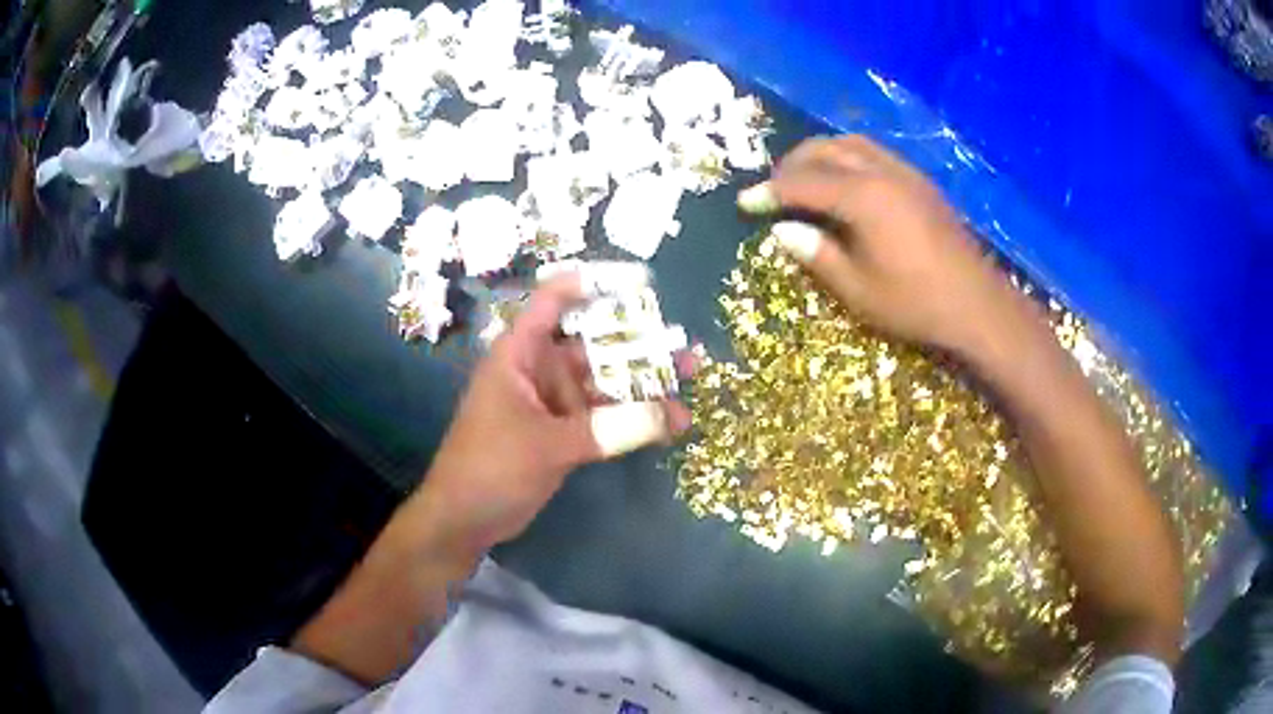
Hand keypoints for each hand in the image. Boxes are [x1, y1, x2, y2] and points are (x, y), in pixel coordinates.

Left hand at [417, 275, 691, 555]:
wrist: (465, 519)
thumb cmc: (490, 467)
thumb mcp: (548, 445)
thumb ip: (610, 429)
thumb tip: (672, 414)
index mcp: (520, 354)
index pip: (554, 302)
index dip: (593, 285)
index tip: (641, 284)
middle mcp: (538, 370)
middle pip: (593, 345)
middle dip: (639, 344)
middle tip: (686, 347)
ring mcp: (552, 404)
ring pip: (604, 384)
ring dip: (642, 385)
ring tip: (690, 381)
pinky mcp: (563, 433)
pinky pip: (604, 417)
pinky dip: (632, 419)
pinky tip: (670, 424)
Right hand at [738, 135, 1032, 356]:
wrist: (976, 304)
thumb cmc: (915, 303)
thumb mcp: (859, 290)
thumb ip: (818, 255)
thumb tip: (782, 230)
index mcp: (863, 198)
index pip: (804, 183)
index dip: (770, 192)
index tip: (745, 202)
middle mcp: (881, 173)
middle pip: (826, 150)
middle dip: (792, 164)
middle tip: (773, 188)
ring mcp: (905, 173)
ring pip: (851, 144)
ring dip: (821, 154)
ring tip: (805, 178)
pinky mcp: (920, 181)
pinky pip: (874, 153)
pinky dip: (847, 157)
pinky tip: (845, 181)